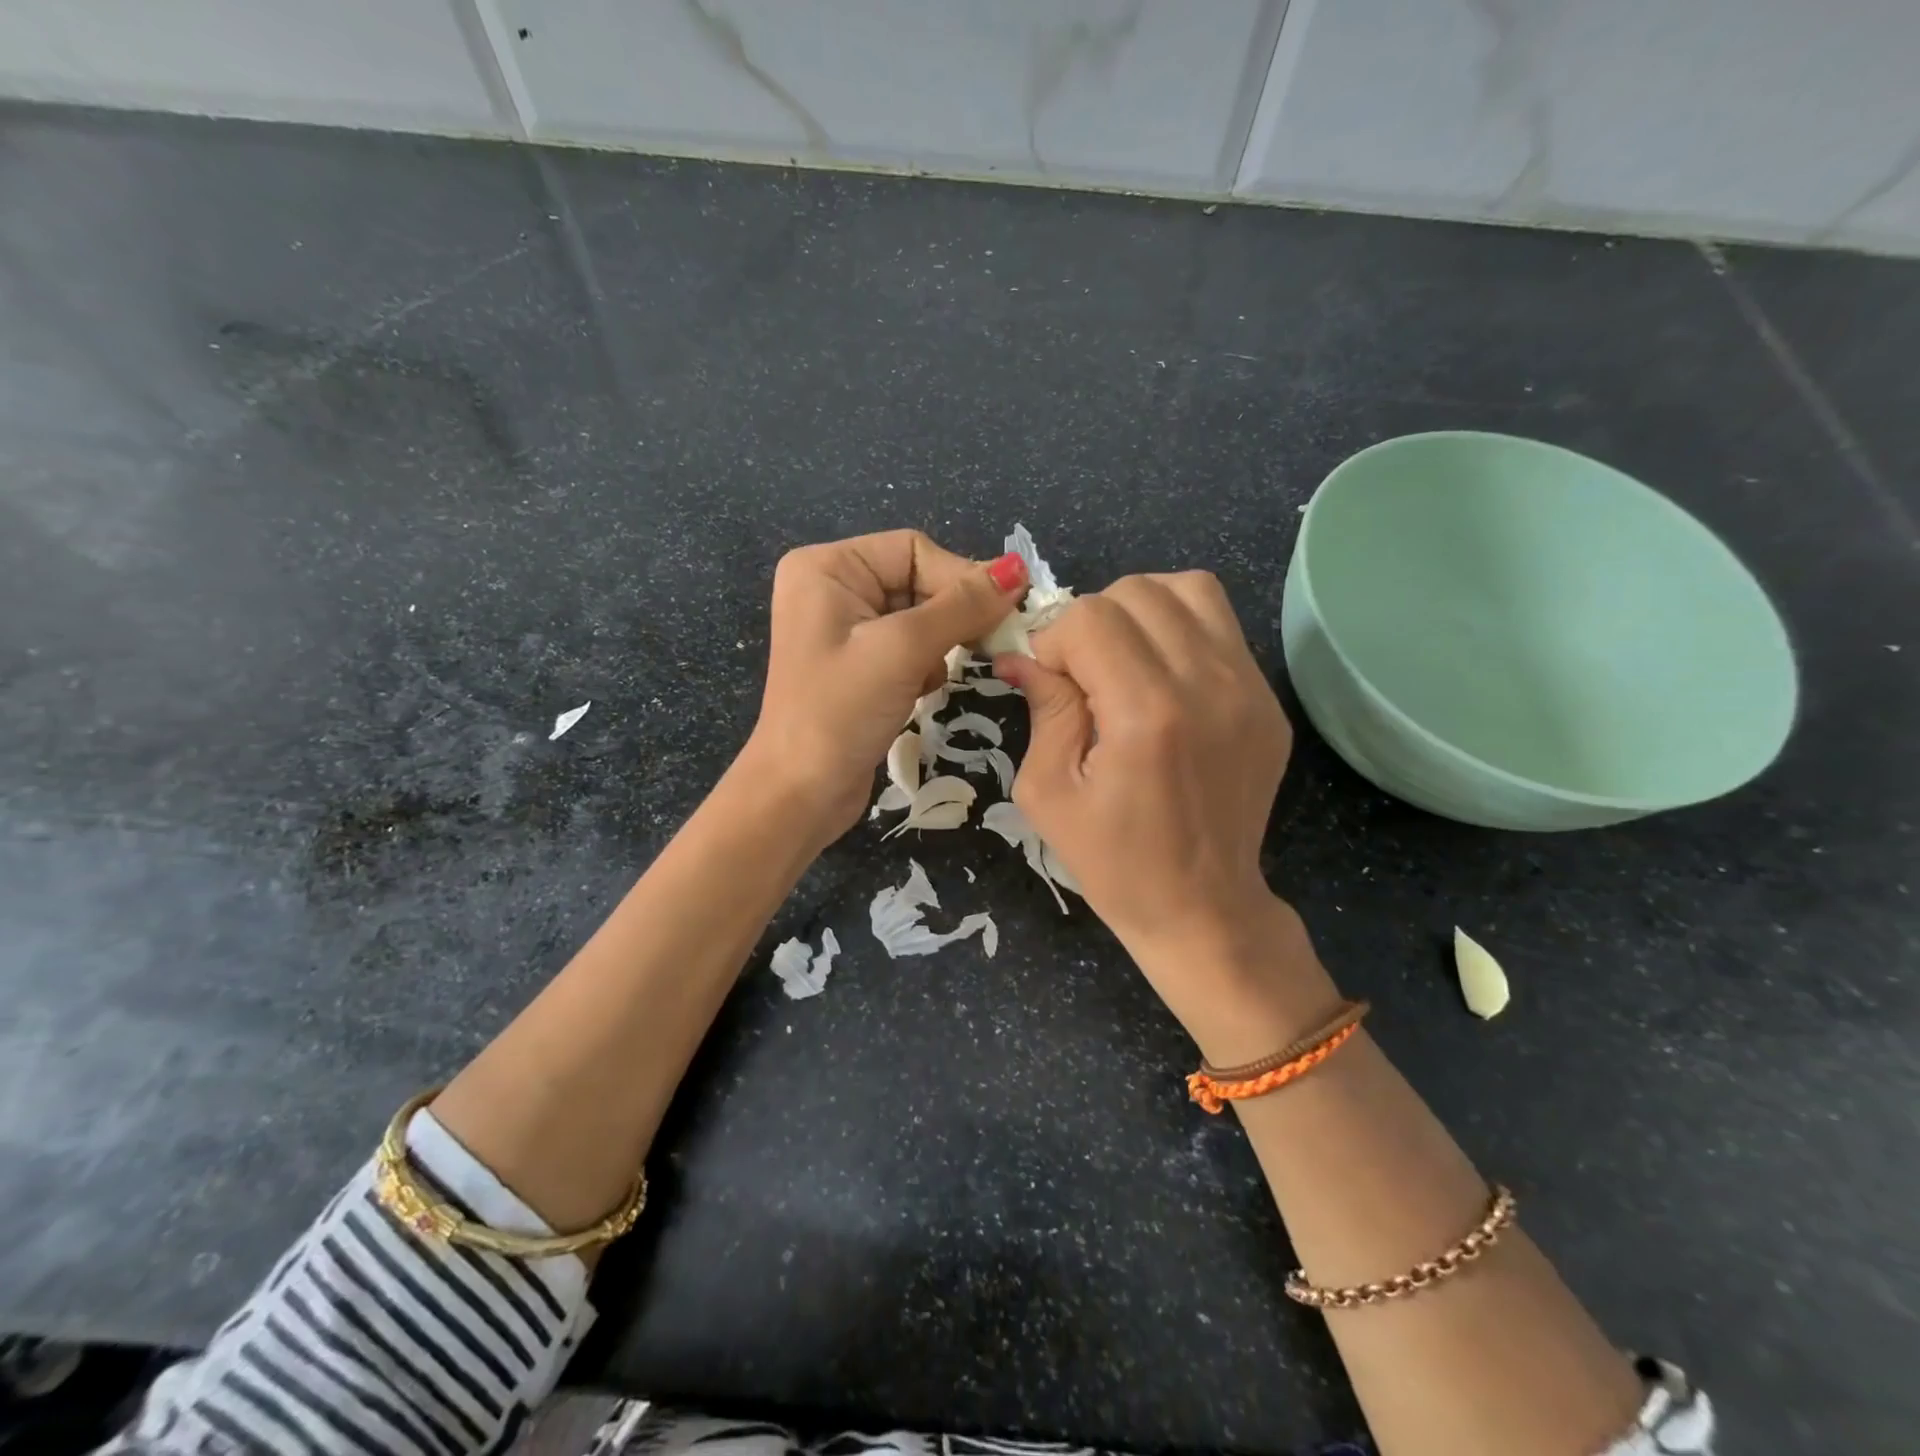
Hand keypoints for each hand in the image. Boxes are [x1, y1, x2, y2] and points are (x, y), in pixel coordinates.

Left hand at [747, 530, 1026, 841]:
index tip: (1003, 612)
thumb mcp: (903, 650)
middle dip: (949, 617)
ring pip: (920, 617)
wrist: (801, 793)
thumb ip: (962, 606)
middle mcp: (832, 588)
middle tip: (985, 645)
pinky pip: (908, 647)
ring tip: (929, 678)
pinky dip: (925, 666)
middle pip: (918, 581)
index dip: (961, 577)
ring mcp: (844, 629)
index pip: (914, 550)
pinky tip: (918, 693)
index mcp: (827, 567)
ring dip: (938, 646)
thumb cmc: (840, 711)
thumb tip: (1018, 569)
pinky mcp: (858, 665)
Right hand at [996, 575, 1334, 1055]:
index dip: (1054, 639)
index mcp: (1147, 715)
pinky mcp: (1268, 699)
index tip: (1048, 680)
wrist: (1204, 907)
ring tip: (1122, 659)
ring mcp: (1249, 688)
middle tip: (1082, 673)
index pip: (1091, 617)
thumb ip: (1043, 708)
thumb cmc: (1114, 863)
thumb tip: (1022, 654)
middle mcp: (1207, 685)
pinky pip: (1221, 624)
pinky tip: (1161, 676)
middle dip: (1092, 621)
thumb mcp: (1049, 793)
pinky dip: (1179, 629)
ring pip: (1186, 589)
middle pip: (1137, 592)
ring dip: (1140, 611)